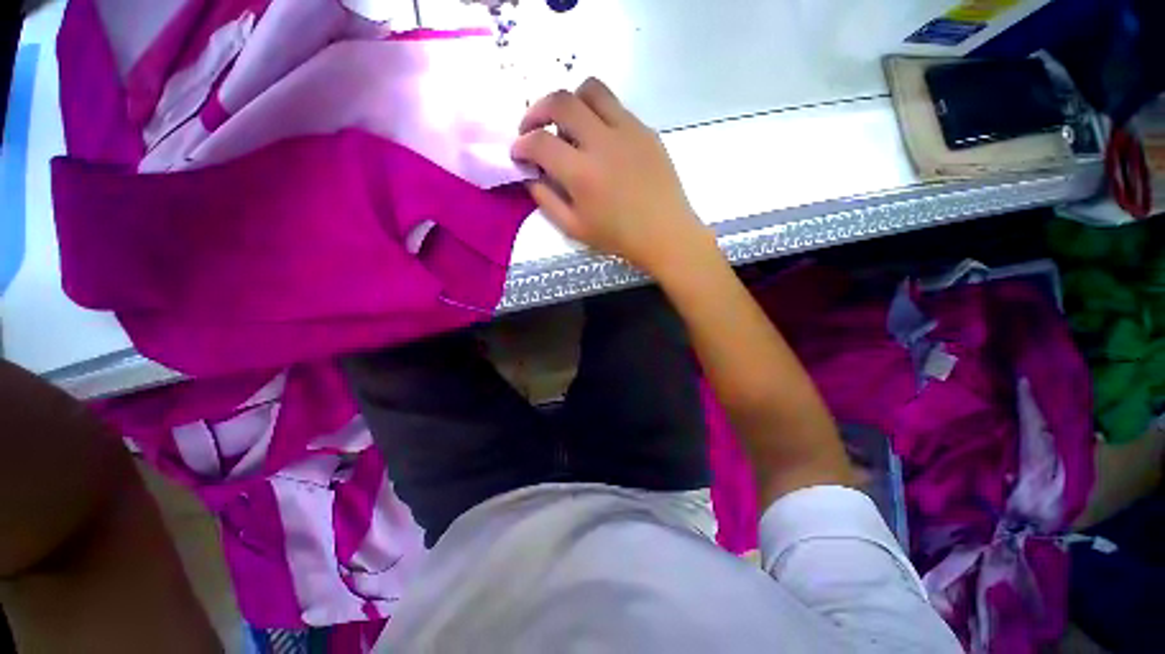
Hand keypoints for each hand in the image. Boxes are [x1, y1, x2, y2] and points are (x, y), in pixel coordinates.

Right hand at [511, 78, 713, 276]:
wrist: (665, 234)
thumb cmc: (618, 237)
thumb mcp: (574, 229)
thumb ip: (546, 200)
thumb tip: (531, 175)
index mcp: (581, 173)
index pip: (539, 141)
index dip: (520, 145)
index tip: (518, 153)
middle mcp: (602, 142)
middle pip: (560, 100)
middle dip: (536, 110)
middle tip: (533, 128)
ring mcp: (627, 131)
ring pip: (591, 89)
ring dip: (569, 101)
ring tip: (567, 124)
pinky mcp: (645, 130)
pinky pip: (615, 106)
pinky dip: (597, 114)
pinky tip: (598, 137)